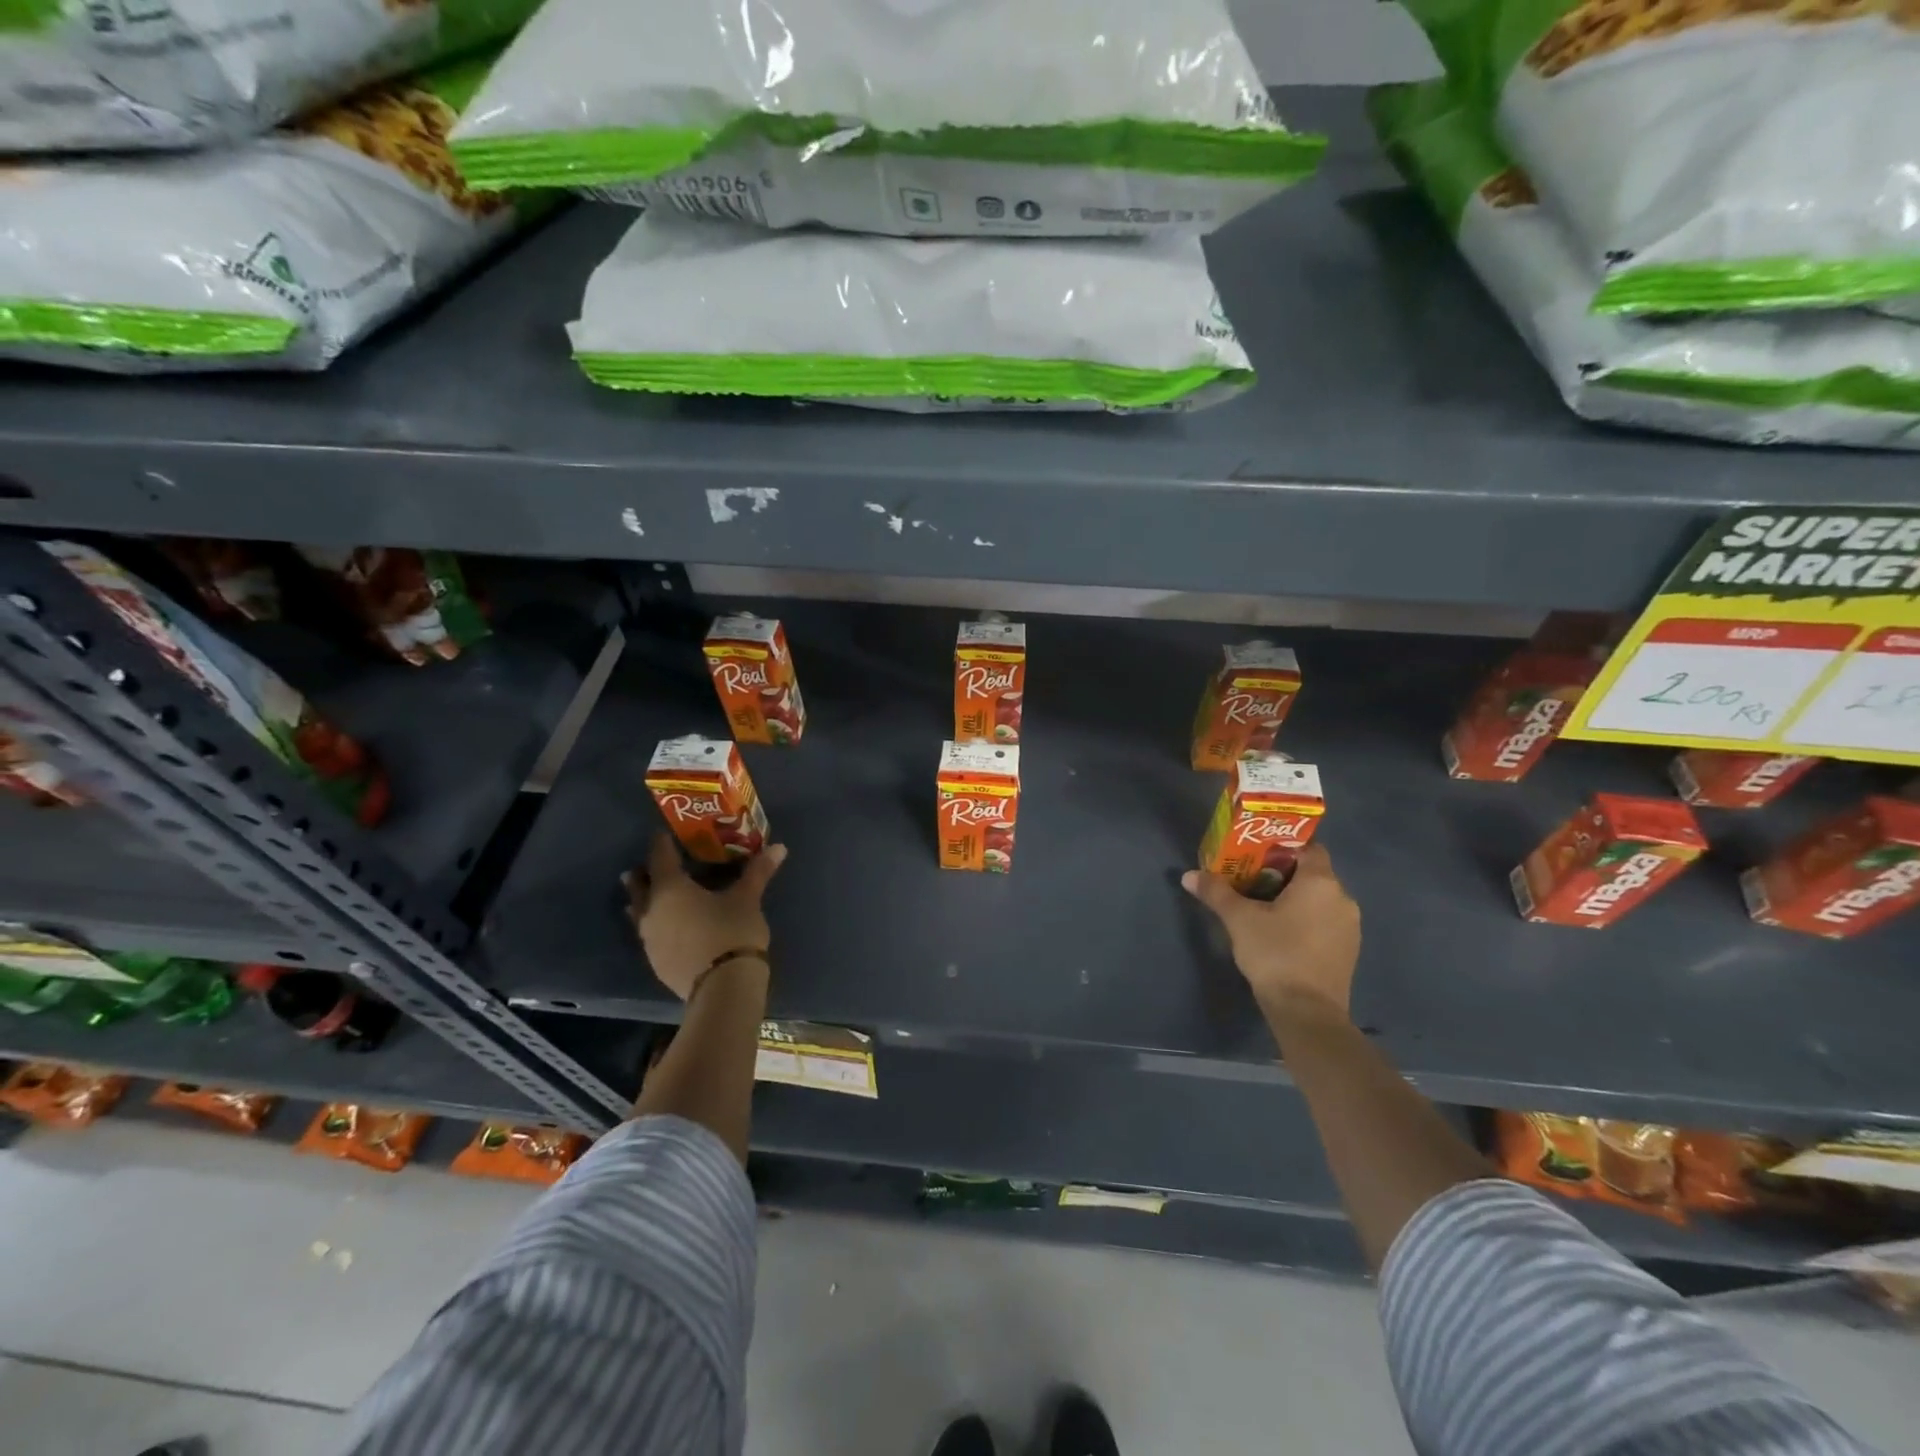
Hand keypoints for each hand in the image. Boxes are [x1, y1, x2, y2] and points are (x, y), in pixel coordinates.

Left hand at [624, 833, 786, 1000]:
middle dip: (644, 874)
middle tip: (652, 865)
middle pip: (639, 886)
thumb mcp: (748, 898)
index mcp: (670, 888)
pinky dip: (656, 924)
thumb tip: (779, 847)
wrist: (721, 987)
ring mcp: (649, 939)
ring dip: (644, 901)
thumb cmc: (732, 932)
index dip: (662, 843)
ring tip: (654, 895)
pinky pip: (649, 934)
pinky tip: (670, 927)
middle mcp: (651, 910)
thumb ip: (758, 872)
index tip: (665, 834)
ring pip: (638, 912)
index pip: (660, 857)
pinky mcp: (656, 962)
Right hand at [1181, 844, 1360, 1021]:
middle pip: (1313, 874)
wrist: (1307, 1012)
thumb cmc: (1275, 953)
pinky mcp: (1348, 951)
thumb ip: (1216, 893)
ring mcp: (1350, 926)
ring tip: (1263, 907)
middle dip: (1283, 874)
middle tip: (1251, 880)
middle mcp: (1342, 898)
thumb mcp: (1239, 920)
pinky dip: (1306, 920)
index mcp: (1320, 882)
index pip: (1309, 847)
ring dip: (1296, 900)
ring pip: (1320, 900)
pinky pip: (1325, 922)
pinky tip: (1282, 934)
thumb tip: (1188, 875)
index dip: (1284, 847)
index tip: (1257, 854)